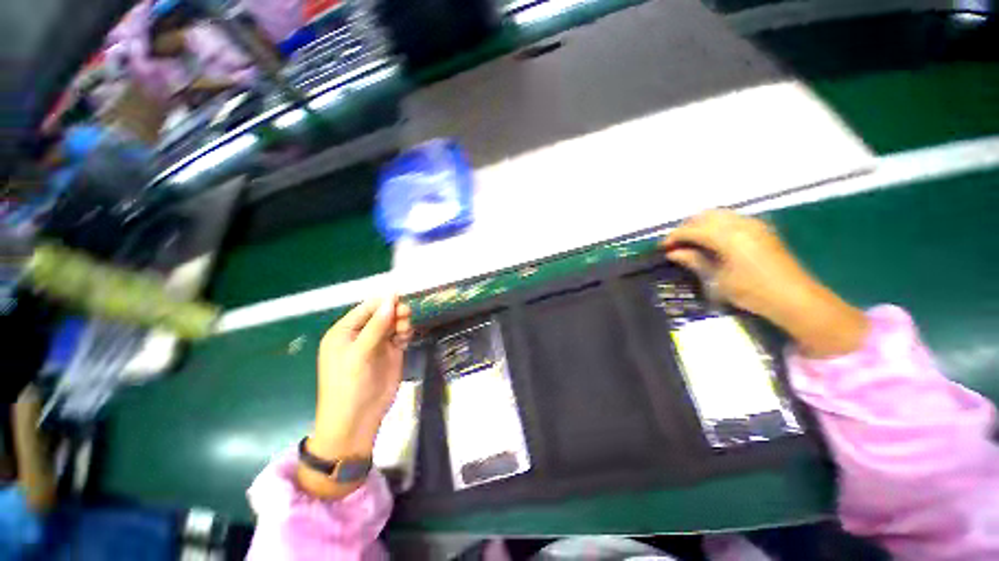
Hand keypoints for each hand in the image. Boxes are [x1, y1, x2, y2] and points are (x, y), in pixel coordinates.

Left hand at [299, 296, 412, 498]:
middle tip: (406, 315)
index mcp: (345, 332)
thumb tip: (391, 298)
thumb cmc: (350, 384)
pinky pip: (400, 336)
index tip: (401, 296)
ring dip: (401, 322)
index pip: (366, 309)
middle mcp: (361, 335)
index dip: (383, 302)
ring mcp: (377, 344)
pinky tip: (406, 338)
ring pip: (393, 324)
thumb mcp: (360, 353)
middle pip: (382, 315)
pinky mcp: (391, 353)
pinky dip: (405, 333)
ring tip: (406, 330)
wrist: (357, 419)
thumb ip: (377, 325)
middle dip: (394, 312)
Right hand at [661, 210, 867, 357]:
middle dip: (686, 227)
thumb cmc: (752, 292)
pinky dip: (716, 225)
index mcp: (728, 236)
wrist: (794, 298)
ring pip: (719, 214)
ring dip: (701, 224)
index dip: (674, 237)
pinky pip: (732, 219)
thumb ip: (694, 261)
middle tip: (676, 244)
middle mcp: (740, 223)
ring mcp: (754, 224)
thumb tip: (673, 253)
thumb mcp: (717, 279)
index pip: (692, 229)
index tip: (662, 248)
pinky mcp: (761, 229)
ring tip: (691, 242)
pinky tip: (713, 241)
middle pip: (705, 216)